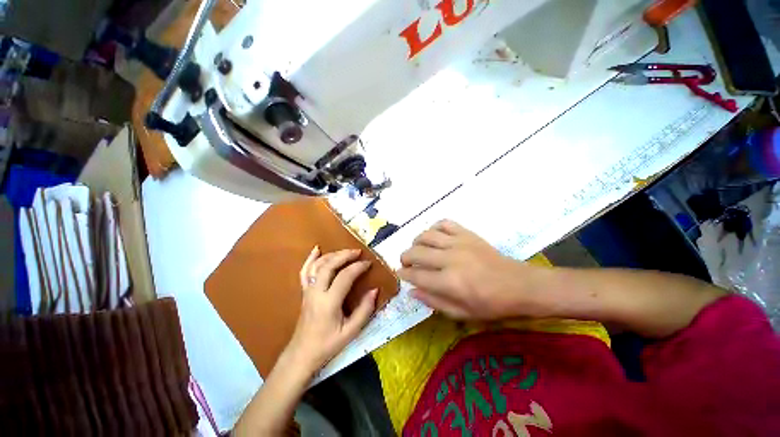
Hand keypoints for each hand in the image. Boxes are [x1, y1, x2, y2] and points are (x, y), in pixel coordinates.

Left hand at [285, 247, 377, 373]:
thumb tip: (375, 290)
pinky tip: (317, 249)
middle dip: (345, 255)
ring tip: (345, 251)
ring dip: (332, 255)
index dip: (358, 267)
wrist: (302, 354)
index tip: (368, 264)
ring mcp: (308, 291)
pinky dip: (310, 259)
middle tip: (358, 252)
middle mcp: (316, 292)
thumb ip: (364, 310)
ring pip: (317, 265)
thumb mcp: (351, 332)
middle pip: (329, 265)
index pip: (345, 276)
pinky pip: (305, 271)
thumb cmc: (328, 344)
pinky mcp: (304, 292)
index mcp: (329, 302)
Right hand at [398, 220, 546, 319]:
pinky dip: (434, 227)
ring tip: (417, 249)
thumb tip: (412, 291)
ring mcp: (458, 243)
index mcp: (449, 283)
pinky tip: (434, 236)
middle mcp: (450, 259)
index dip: (404, 274)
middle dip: (405, 257)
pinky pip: (444, 223)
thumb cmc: (491, 304)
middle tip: (406, 263)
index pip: (416, 275)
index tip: (401, 274)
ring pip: (426, 235)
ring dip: (416, 242)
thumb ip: (434, 302)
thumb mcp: (462, 313)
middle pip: (416, 253)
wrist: (519, 285)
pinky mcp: (467, 234)